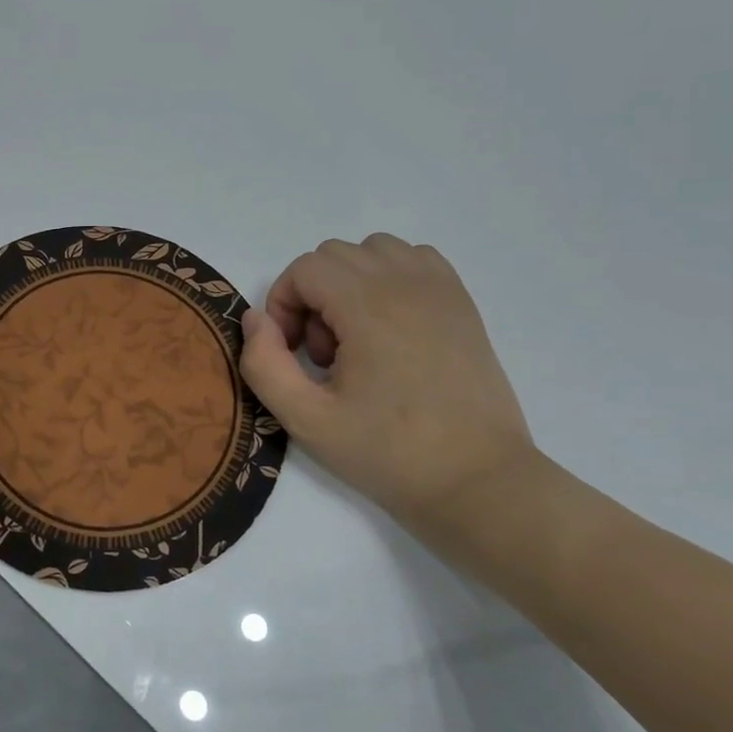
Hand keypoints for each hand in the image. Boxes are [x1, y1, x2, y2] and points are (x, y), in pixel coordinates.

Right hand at [239, 234, 537, 532]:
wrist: (476, 480)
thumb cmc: (388, 453)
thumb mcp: (307, 420)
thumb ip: (264, 365)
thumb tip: (256, 319)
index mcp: (368, 307)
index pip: (304, 268)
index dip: (283, 304)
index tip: (293, 353)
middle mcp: (406, 283)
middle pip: (334, 255)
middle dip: (313, 297)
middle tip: (324, 355)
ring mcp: (440, 289)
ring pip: (374, 250)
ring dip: (350, 283)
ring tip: (358, 339)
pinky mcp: (462, 303)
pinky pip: (414, 260)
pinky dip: (390, 278)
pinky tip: (390, 326)